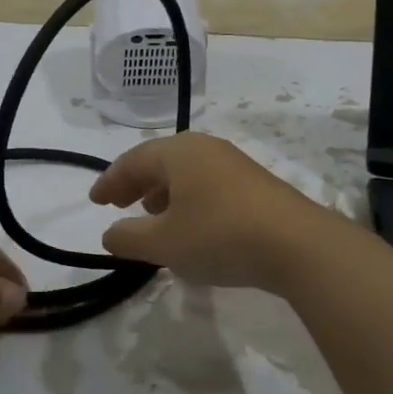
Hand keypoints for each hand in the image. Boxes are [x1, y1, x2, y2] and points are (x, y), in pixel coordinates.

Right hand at [89, 133, 340, 289]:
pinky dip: (188, 198)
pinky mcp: (254, 184)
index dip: (109, 181)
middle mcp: (204, 148)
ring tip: (151, 215)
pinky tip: (191, 224)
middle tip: (117, 204)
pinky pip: (207, 183)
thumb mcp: (164, 244)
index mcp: (177, 153)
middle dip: (135, 183)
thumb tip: (109, 233)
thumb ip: (129, 238)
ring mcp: (233, 163)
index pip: (132, 161)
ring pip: (185, 172)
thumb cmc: (220, 236)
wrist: (298, 245)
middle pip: (159, 161)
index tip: (94, 200)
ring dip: (162, 192)